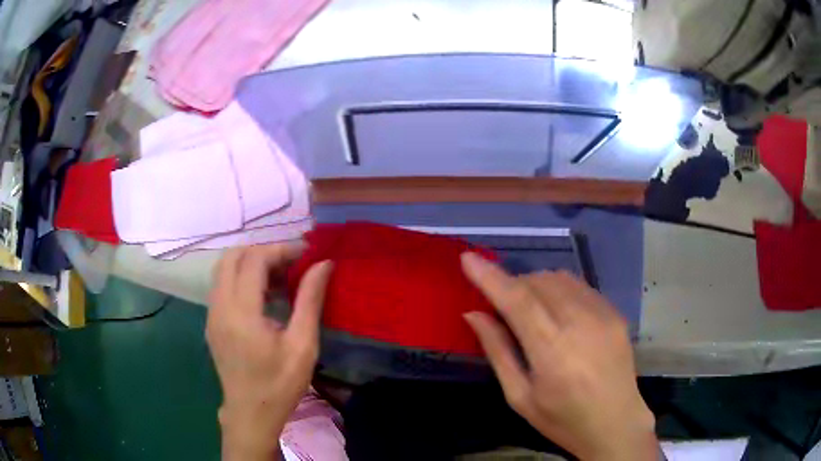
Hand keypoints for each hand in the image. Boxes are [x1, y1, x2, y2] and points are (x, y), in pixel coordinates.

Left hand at [206, 243, 331, 460]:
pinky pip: (222, 286)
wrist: (251, 414)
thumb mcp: (302, 345)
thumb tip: (323, 265)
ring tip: (279, 279)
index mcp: (241, 312)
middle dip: (262, 251)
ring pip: (224, 269)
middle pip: (232, 256)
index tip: (305, 254)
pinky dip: (241, 278)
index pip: (254, 260)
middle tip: (290, 264)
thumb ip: (310, 300)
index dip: (280, 250)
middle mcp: (219, 306)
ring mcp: (211, 314)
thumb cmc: (280, 384)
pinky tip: (263, 297)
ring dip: (250, 264)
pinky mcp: (211, 322)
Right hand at [461, 253, 657, 460]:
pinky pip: (580, 285)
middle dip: (513, 284)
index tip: (468, 259)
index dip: (490, 276)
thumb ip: (498, 352)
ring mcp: (603, 314)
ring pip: (560, 277)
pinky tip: (558, 312)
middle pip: (538, 282)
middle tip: (502, 306)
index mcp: (553, 351)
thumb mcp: (520, 397)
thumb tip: (474, 314)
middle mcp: (581, 323)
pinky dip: (560, 289)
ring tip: (530, 309)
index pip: (517, 300)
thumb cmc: (562, 419)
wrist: (616, 422)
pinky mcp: (615, 312)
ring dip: (536, 284)